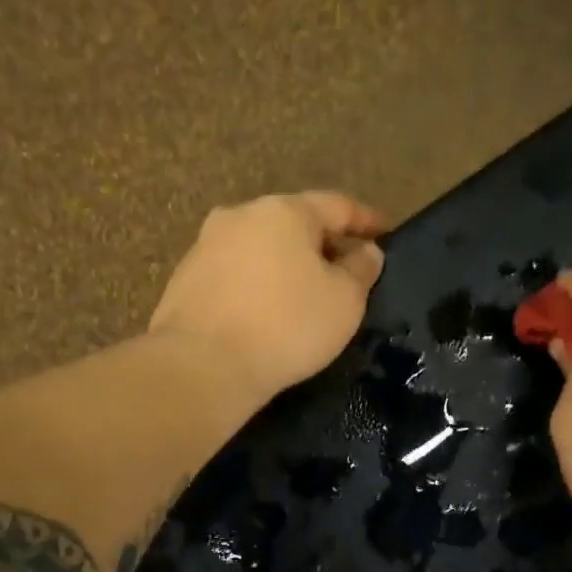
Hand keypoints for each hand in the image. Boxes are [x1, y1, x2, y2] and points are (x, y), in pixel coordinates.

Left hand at [149, 192, 387, 401]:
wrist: (203, 365)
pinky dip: (257, 285)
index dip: (367, 220)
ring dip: (286, 264)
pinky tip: (266, 312)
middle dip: (322, 243)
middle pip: (293, 223)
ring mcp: (205, 245)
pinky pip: (235, 274)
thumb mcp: (344, 302)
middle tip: (345, 269)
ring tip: (305, 293)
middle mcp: (240, 216)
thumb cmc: (286, 326)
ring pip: (260, 248)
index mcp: (284, 211)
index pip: (337, 205)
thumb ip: (360, 270)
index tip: (387, 233)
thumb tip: (366, 252)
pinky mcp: (184, 279)